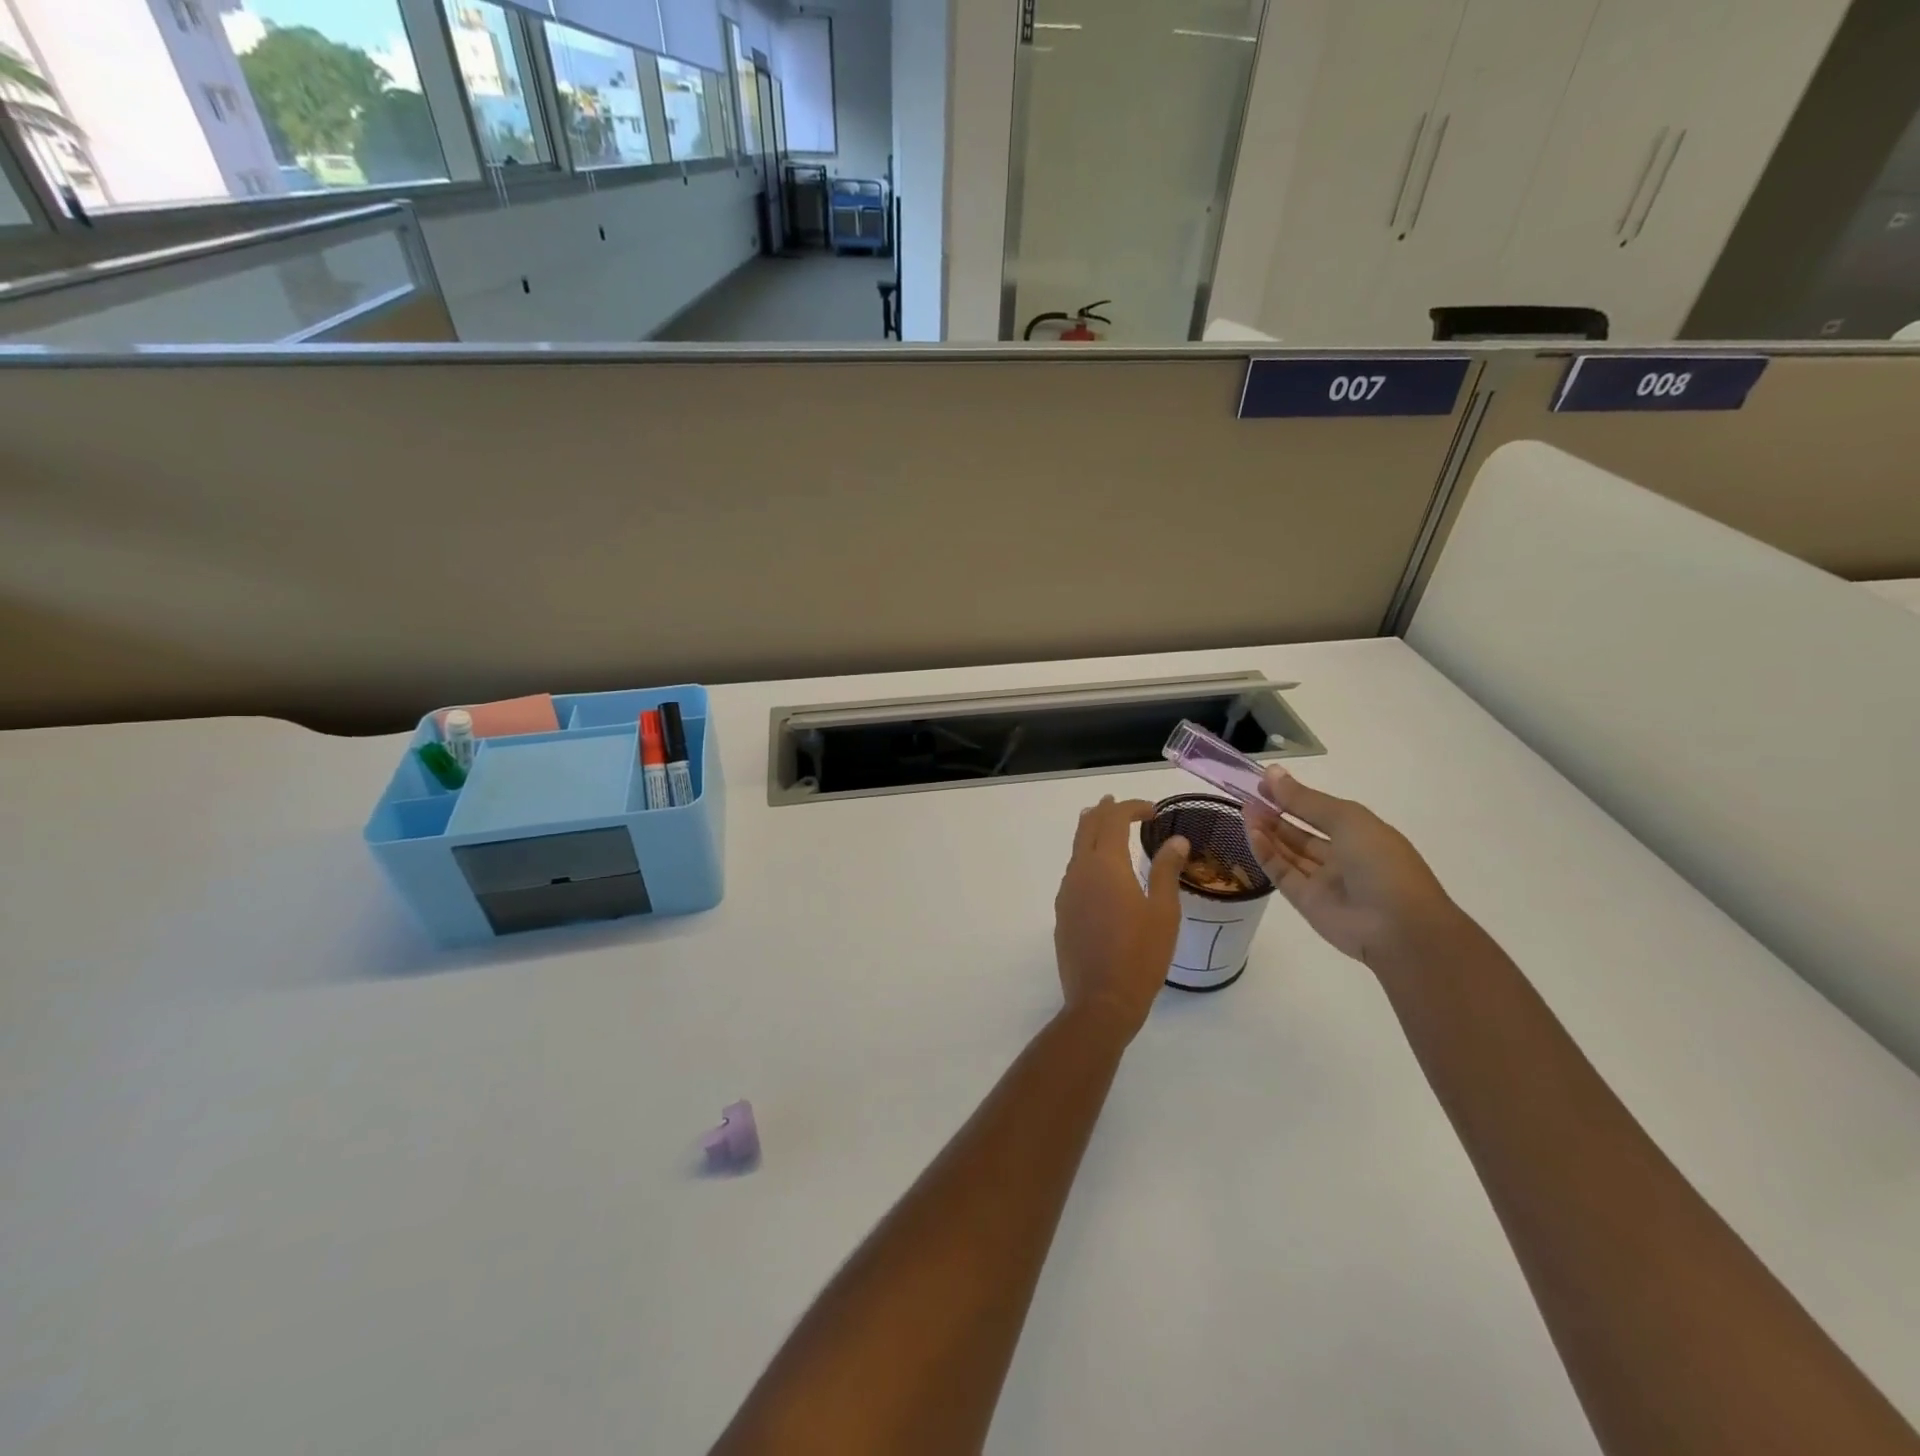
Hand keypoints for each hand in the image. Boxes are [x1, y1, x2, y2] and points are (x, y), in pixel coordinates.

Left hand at [1053, 796, 1189, 1043]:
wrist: (1101, 1000)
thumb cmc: (1140, 955)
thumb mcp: (1164, 912)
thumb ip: (1166, 870)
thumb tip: (1176, 840)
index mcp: (1105, 865)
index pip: (1113, 819)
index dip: (1132, 808)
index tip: (1153, 811)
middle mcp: (1079, 871)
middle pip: (1087, 827)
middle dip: (1104, 812)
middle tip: (1119, 805)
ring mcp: (1067, 892)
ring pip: (1077, 850)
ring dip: (1092, 834)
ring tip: (1106, 829)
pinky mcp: (1063, 912)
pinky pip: (1074, 873)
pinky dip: (1087, 859)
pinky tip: (1099, 873)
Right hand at [1245, 768, 1465, 971]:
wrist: (1398, 927)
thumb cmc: (1381, 862)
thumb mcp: (1347, 819)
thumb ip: (1305, 799)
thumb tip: (1272, 772)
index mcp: (1360, 834)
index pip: (1319, 811)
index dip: (1292, 796)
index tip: (1263, 783)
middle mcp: (1341, 856)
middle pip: (1301, 832)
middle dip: (1276, 813)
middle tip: (1247, 796)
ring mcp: (1322, 880)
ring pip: (1288, 852)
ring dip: (1267, 831)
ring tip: (1244, 809)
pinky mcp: (1305, 901)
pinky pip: (1281, 873)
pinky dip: (1266, 854)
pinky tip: (1251, 833)